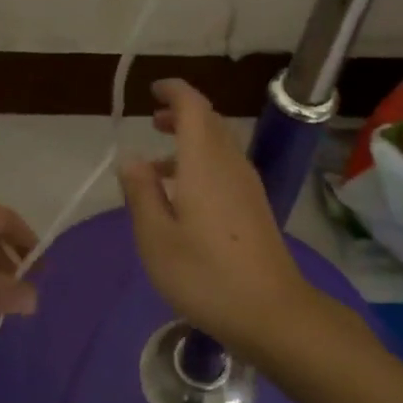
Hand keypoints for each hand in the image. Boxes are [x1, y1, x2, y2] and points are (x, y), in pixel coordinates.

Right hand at [117, 80, 317, 356]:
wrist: (271, 312)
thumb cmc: (205, 275)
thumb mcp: (156, 238)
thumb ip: (141, 193)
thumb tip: (132, 158)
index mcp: (205, 163)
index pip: (194, 107)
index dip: (175, 91)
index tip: (153, 90)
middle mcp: (230, 165)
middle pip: (210, 122)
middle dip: (182, 113)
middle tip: (152, 119)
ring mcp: (247, 186)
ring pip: (219, 145)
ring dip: (191, 140)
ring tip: (157, 163)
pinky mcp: (255, 207)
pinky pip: (226, 167)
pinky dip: (202, 163)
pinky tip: (183, 196)